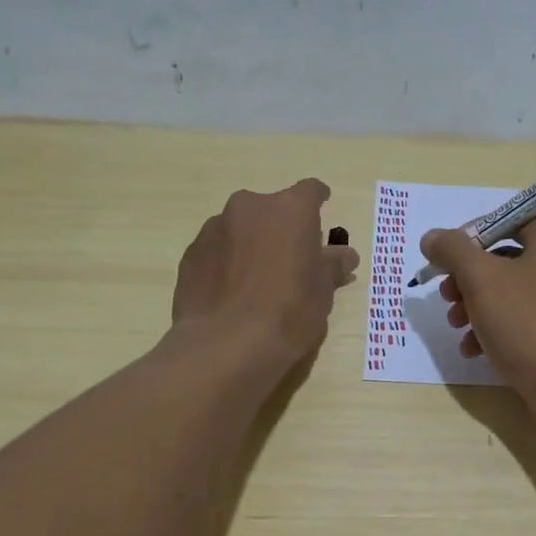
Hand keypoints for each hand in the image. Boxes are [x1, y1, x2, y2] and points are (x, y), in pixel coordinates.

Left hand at [173, 179, 359, 370]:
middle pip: (272, 209)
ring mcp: (215, 228)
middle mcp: (250, 207)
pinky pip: (217, 250)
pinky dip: (227, 262)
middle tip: (290, 259)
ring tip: (257, 281)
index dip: (318, 202)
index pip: (310, 191)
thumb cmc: (288, 312)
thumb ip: (332, 266)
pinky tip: (232, 293)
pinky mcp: (191, 253)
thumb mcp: (323, 292)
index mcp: (290, 209)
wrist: (225, 345)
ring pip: (241, 228)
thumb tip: (344, 255)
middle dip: (282, 228)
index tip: (321, 213)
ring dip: (252, 244)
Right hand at [419, 215, 535, 424]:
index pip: (507, 220)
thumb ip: (453, 250)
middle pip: (503, 258)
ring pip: (507, 292)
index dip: (471, 235)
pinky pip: (519, 321)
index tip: (445, 258)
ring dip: (474, 306)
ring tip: (455, 327)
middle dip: (467, 278)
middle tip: (446, 297)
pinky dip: (493, 329)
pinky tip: (472, 350)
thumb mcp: (482, 279)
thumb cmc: (528, 324)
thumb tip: (432, 237)